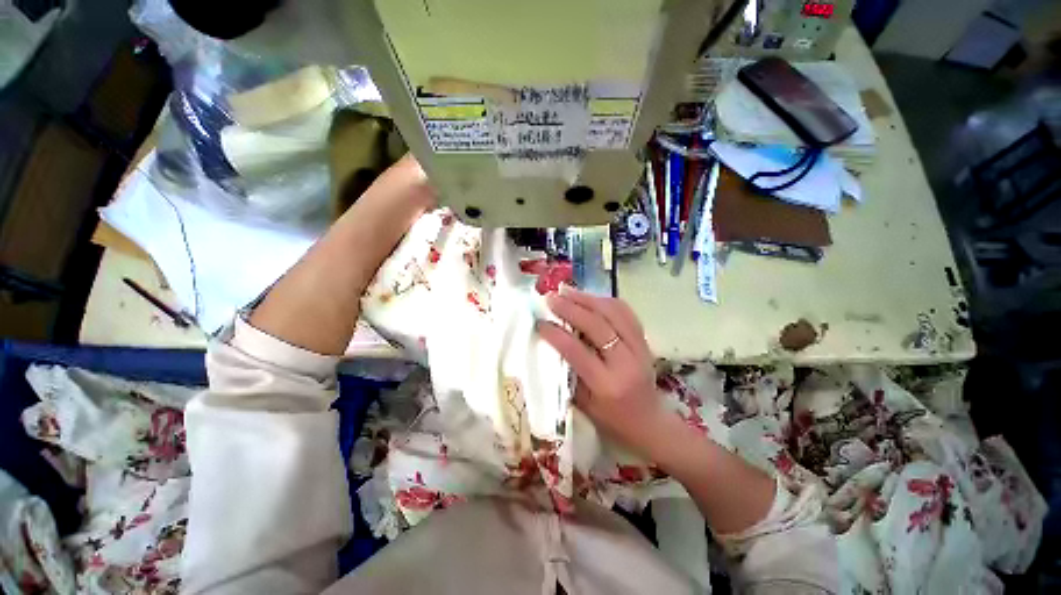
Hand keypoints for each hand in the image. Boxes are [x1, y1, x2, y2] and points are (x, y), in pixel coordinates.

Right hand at [537, 286, 682, 459]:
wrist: (650, 423)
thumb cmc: (613, 420)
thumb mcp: (584, 405)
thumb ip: (568, 373)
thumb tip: (552, 342)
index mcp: (607, 384)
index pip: (577, 351)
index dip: (556, 334)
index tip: (540, 322)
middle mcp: (626, 362)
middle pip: (597, 325)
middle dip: (571, 308)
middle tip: (551, 298)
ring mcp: (640, 348)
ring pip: (614, 312)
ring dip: (588, 299)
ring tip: (567, 292)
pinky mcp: (645, 340)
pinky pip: (625, 312)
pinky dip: (606, 301)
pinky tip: (590, 297)